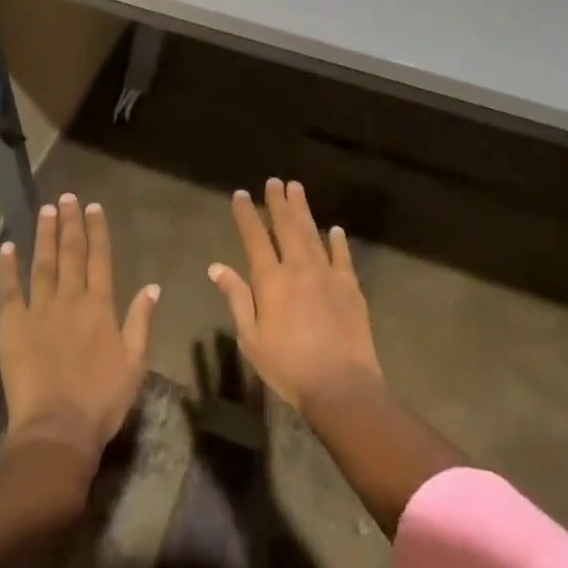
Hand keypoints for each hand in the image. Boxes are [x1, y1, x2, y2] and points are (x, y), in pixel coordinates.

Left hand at [0, 194, 159, 462]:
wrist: (57, 430)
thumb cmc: (101, 400)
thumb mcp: (134, 363)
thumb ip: (141, 321)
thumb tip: (152, 286)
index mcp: (100, 306)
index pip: (100, 258)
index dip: (97, 231)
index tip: (94, 207)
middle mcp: (70, 299)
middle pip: (70, 253)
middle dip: (70, 223)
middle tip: (67, 197)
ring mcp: (39, 310)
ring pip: (42, 263)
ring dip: (44, 235)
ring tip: (45, 210)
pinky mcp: (13, 327)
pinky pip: (9, 291)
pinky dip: (8, 268)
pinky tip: (8, 248)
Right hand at [208, 178, 382, 412]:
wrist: (340, 385)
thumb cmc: (288, 366)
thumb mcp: (251, 338)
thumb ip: (236, 298)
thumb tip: (216, 267)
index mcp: (270, 280)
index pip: (254, 238)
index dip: (246, 214)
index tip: (240, 194)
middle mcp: (298, 267)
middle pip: (286, 226)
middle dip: (278, 202)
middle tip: (274, 181)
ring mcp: (327, 274)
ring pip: (312, 233)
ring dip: (303, 210)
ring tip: (297, 189)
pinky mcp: (350, 286)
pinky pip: (342, 256)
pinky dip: (338, 241)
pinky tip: (335, 229)